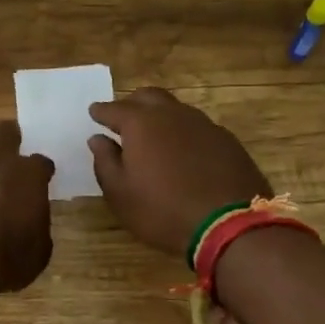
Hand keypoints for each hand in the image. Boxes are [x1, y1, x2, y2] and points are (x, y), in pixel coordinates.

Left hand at [0, 121, 53, 294]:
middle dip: (7, 138)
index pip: (40, 163)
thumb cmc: (4, 261)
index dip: (40, 171)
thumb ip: (35, 227)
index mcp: (28, 176)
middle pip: (4, 132)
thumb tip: (30, 223)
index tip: (40, 178)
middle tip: (5, 151)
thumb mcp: (37, 252)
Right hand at [88, 87, 271, 259]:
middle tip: (124, 118)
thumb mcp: (120, 194)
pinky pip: (198, 127)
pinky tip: (184, 151)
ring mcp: (204, 125)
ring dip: (161, 116)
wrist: (230, 226)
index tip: (94, 112)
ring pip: (176, 109)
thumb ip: (105, 161)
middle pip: (148, 97)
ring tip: (154, 135)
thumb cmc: (163, 211)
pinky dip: (184, 132)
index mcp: (141, 124)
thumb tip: (98, 139)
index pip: (114, 109)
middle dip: (132, 104)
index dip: (101, 111)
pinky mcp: (227, 140)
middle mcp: (172, 115)